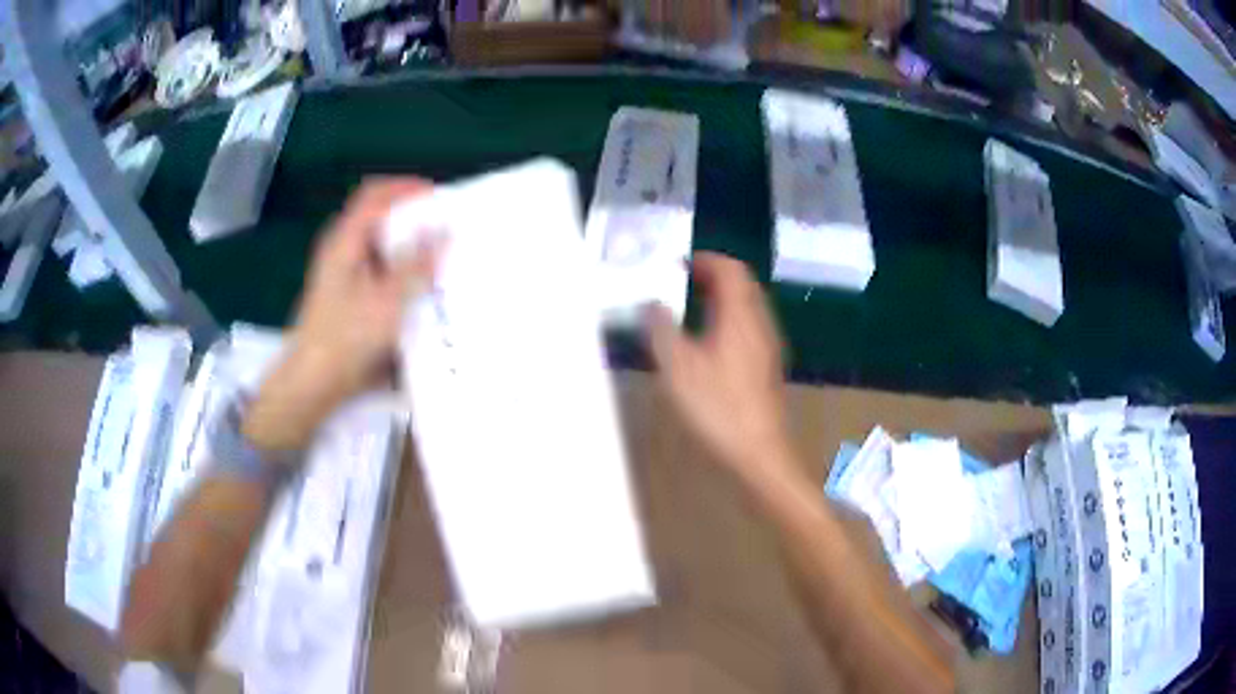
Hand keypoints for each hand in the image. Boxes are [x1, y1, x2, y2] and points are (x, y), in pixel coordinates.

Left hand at [244, 179, 443, 451]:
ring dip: (406, 243)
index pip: (375, 195)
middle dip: (411, 215)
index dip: (406, 187)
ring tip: (438, 253)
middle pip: (376, 217)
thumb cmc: (346, 338)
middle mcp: (341, 250)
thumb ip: (417, 264)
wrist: (313, 382)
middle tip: (443, 224)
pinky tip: (418, 284)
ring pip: (378, 244)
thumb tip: (445, 231)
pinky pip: (377, 268)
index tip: (439, 195)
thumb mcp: (388, 300)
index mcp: (345, 241)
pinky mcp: (347, 296)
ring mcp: (342, 273)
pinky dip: (399, 267)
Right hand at [645, 252, 795, 483]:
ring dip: (719, 298)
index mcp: (740, 316)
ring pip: (746, 306)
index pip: (731, 269)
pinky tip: (707, 343)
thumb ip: (662, 329)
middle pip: (741, 284)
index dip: (705, 260)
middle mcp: (760, 323)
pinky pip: (748, 326)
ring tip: (688, 308)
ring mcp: (767, 345)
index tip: (677, 264)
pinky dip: (727, 318)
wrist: (760, 451)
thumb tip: (651, 303)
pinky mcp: (767, 365)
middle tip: (679, 282)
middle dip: (711, 276)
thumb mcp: (678, 368)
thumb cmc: (718, 407)